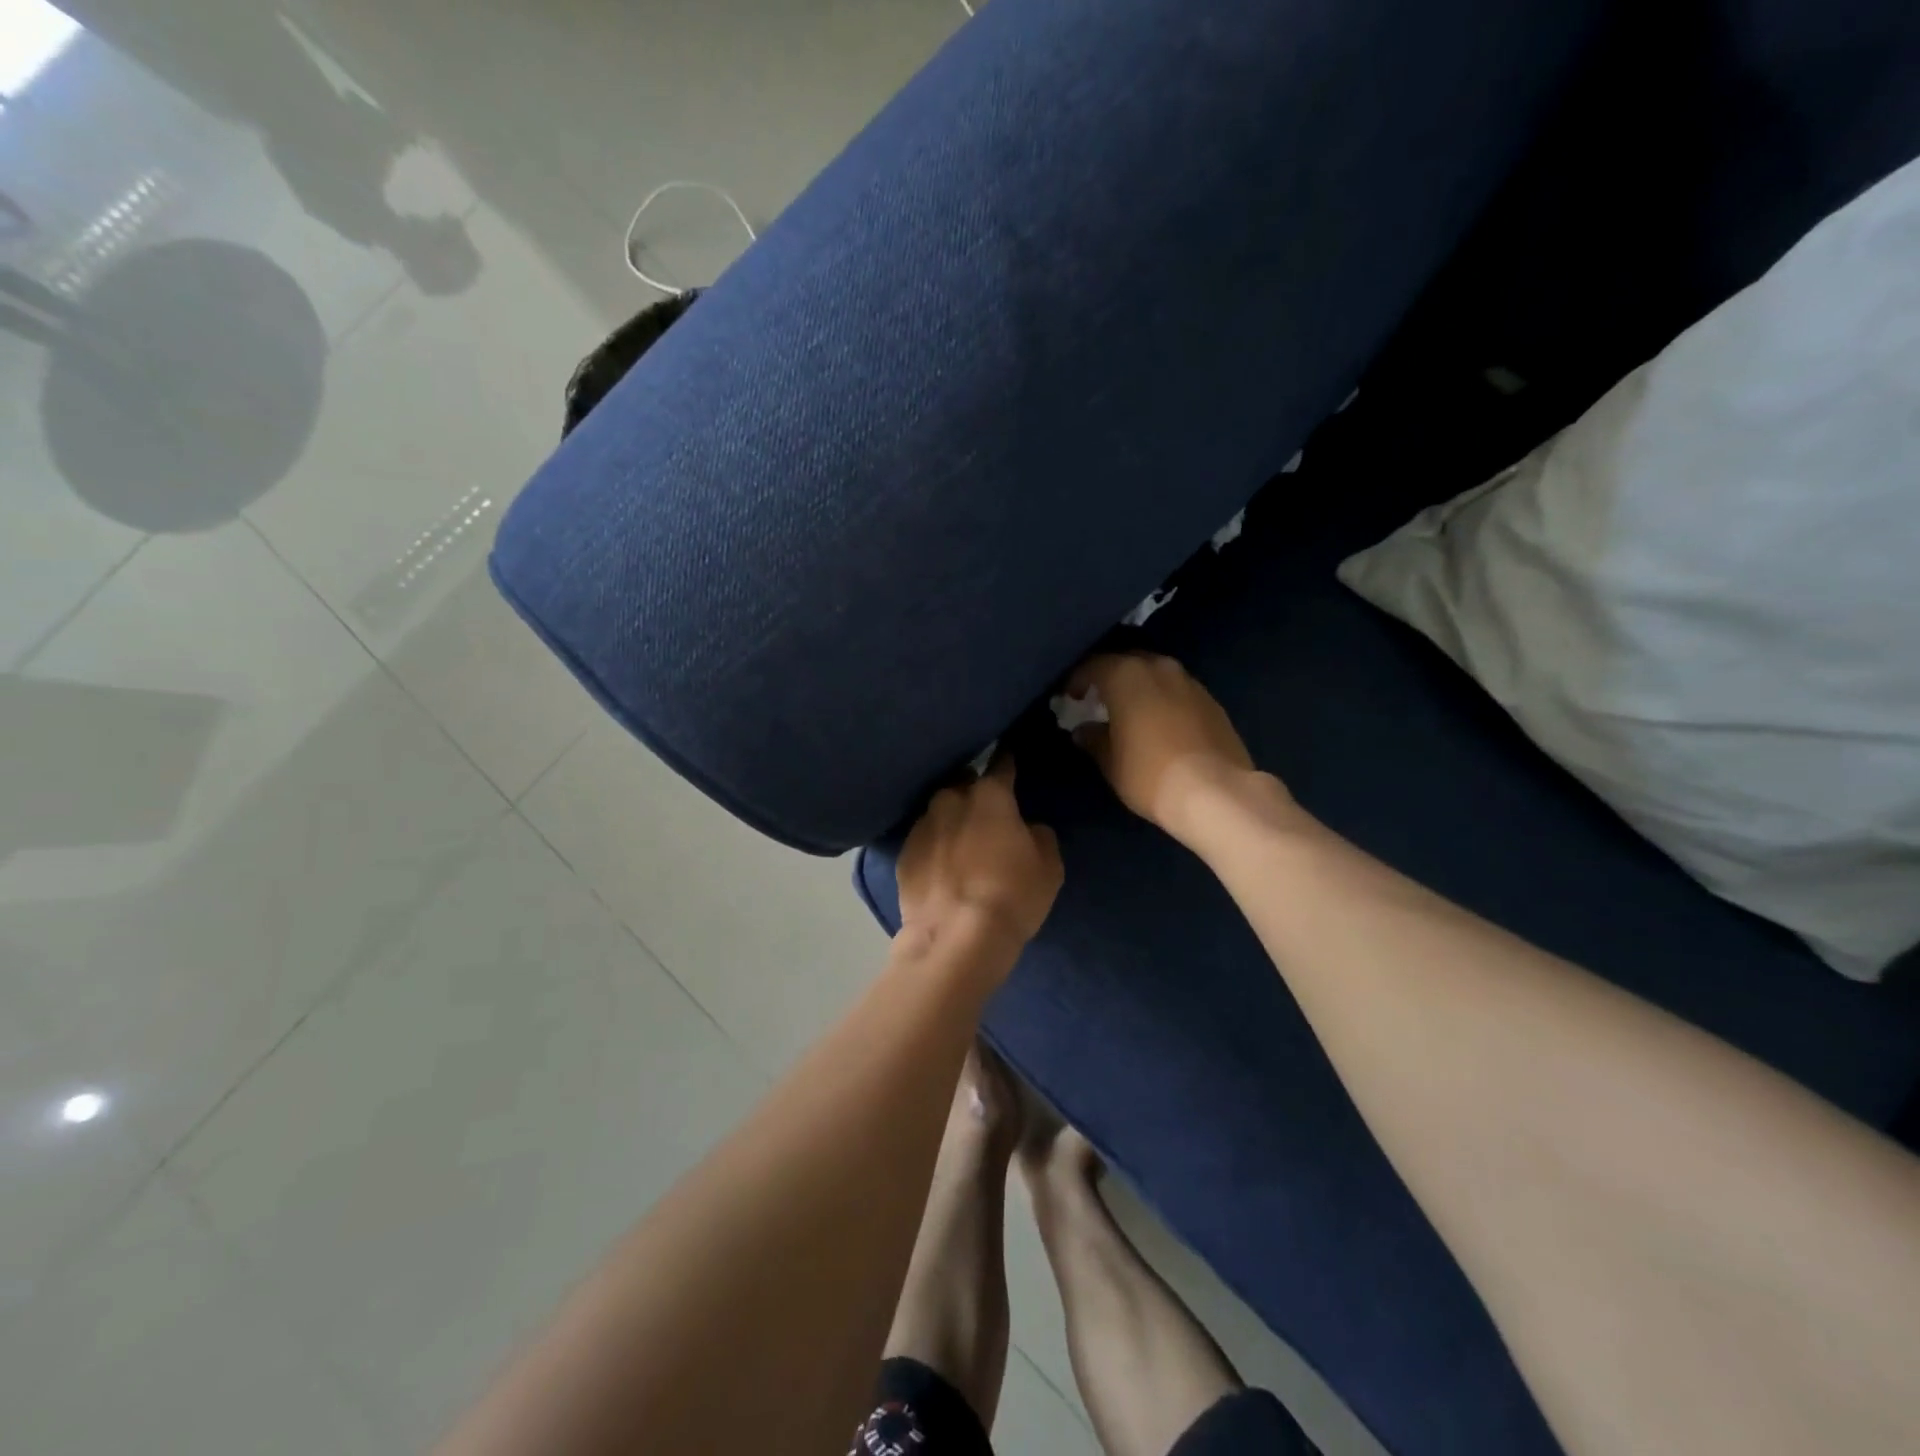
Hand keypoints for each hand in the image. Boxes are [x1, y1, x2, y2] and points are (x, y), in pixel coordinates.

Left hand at [897, 756, 1062, 952]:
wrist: (956, 940)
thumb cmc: (1011, 896)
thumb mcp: (1048, 867)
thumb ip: (1038, 835)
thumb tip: (1026, 828)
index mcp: (989, 795)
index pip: (1002, 764)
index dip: (1008, 759)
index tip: (1009, 754)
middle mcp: (950, 799)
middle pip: (963, 784)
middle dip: (973, 793)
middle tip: (985, 814)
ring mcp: (921, 826)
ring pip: (939, 811)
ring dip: (949, 820)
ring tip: (959, 843)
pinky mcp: (902, 855)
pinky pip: (923, 841)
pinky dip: (932, 848)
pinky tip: (939, 867)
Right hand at [1068, 653, 1272, 841]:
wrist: (1216, 792)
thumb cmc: (1149, 774)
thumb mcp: (1110, 761)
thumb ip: (1092, 738)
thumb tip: (1083, 730)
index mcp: (1127, 675)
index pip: (1092, 665)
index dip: (1076, 680)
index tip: (1067, 697)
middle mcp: (1159, 667)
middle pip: (1126, 663)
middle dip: (1109, 678)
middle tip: (1096, 700)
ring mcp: (1189, 682)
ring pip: (1155, 674)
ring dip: (1138, 688)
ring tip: (1128, 711)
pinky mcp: (1211, 700)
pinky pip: (1176, 691)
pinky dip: (1162, 699)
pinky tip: (1158, 723)